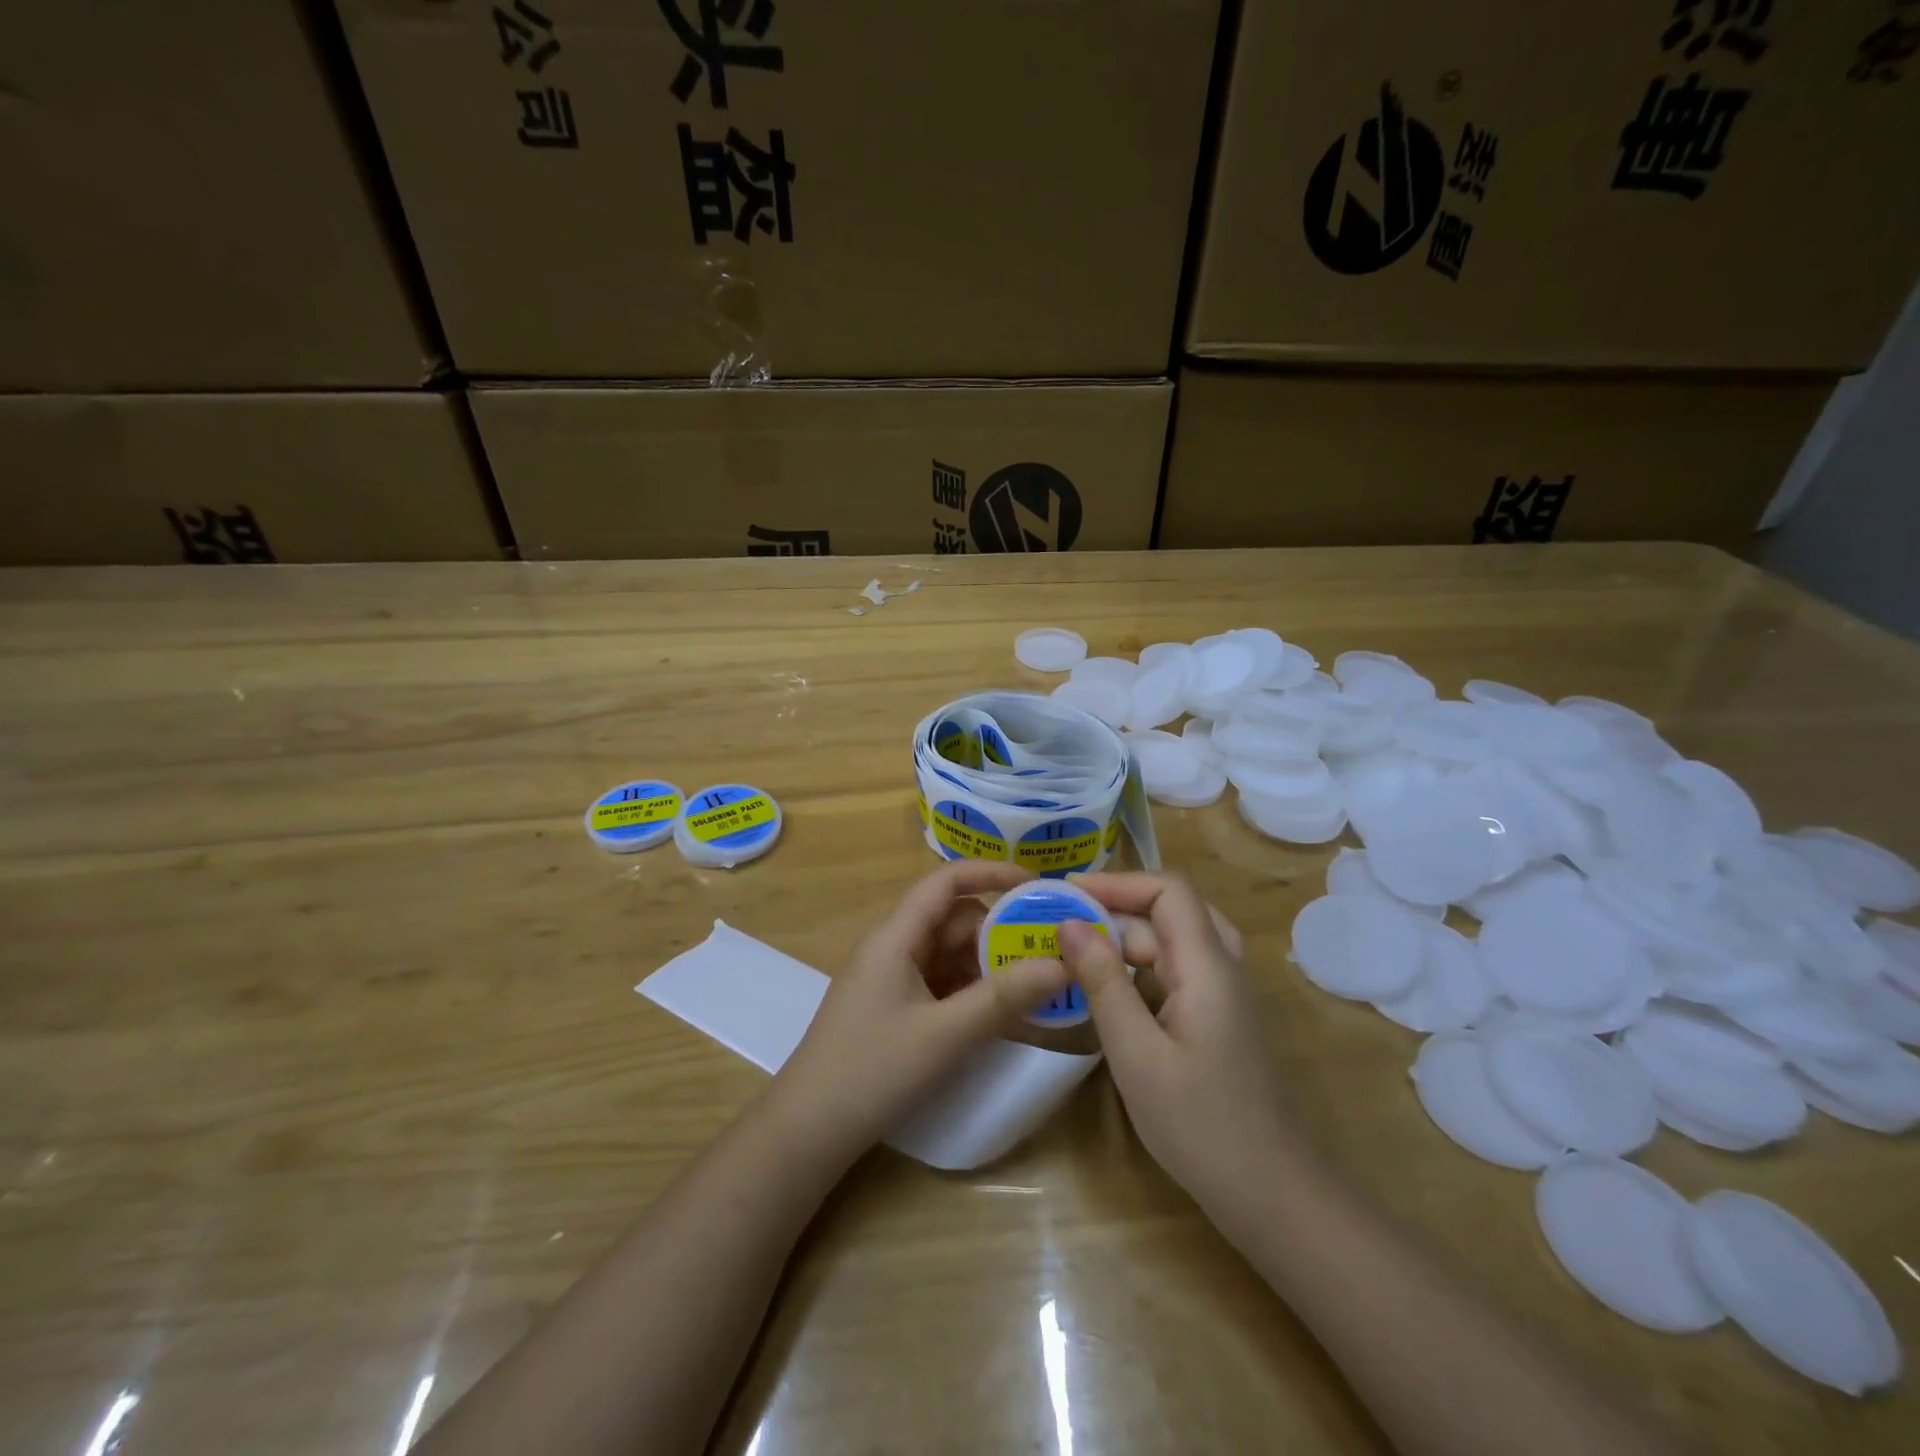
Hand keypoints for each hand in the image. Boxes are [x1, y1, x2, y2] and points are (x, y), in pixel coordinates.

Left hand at [770, 861, 1070, 1161]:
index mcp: (896, 937)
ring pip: (950, 954)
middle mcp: (893, 947)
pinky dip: (971, 992)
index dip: (991, 874)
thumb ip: (1004, 998)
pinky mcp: (894, 1007)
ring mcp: (891, 979)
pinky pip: (940, 983)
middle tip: (1050, 955)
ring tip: (1036, 989)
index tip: (1037, 886)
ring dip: (989, 967)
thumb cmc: (873, 1071)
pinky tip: (1001, 1016)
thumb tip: (1062, 964)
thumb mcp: (946, 1035)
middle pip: (953, 921)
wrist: (808, 1130)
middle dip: (1000, 933)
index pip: (946, 882)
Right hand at [1061, 873, 1298, 1212]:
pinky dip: (1141, 970)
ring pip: (1174, 942)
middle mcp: (1224, 968)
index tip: (1066, 894)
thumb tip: (1069, 924)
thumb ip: (1103, 983)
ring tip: (1076, 954)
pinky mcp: (1222, 1019)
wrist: (1275, 1196)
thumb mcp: (1137, 1054)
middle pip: (1170, 912)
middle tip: (1063, 926)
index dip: (1117, 883)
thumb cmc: (1201, 1125)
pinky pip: (1179, 972)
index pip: (1167, 890)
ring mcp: (1226, 995)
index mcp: (1208, 966)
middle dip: (1115, 910)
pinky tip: (1109, 993)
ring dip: (1126, 941)